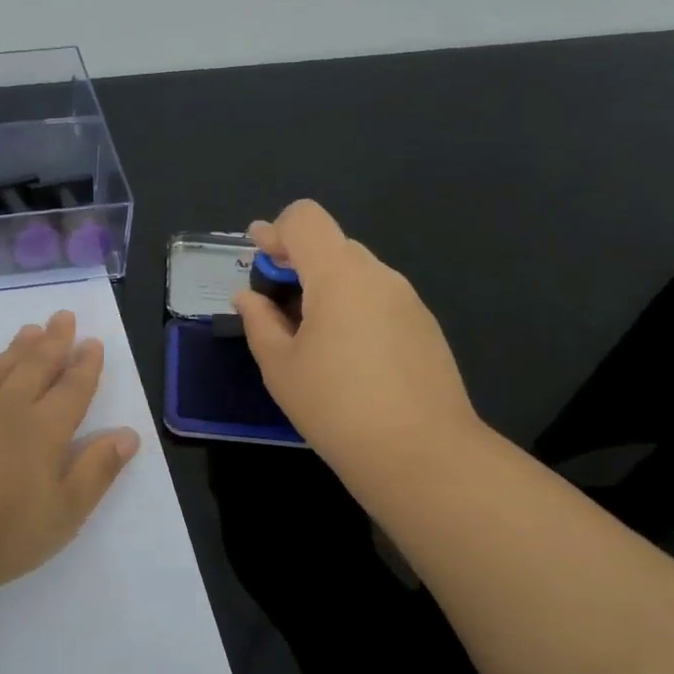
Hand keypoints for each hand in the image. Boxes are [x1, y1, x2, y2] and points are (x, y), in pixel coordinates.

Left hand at [0, 309, 140, 594]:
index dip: (86, 366)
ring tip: (29, 329)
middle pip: (35, 367)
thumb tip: (128, 435)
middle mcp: (8, 410)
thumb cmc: (2, 534)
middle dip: (53, 341)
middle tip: (63, 316)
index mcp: (43, 431)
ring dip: (16, 348)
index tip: (93, 341)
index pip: (72, 390)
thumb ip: (97, 470)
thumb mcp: (64, 513)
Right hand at [234, 200, 481, 474]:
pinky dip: (352, 306)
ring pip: (357, 272)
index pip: (305, 219)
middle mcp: (378, 276)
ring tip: (308, 333)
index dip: (275, 230)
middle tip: (274, 301)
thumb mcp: (280, 365)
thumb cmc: (336, 406)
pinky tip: (345, 354)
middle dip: (297, 261)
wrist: (421, 454)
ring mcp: (408, 300)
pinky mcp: (425, 326)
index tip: (257, 259)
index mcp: (339, 275)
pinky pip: (379, 298)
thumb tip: (248, 297)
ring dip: (325, 286)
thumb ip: (259, 321)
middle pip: (331, 244)